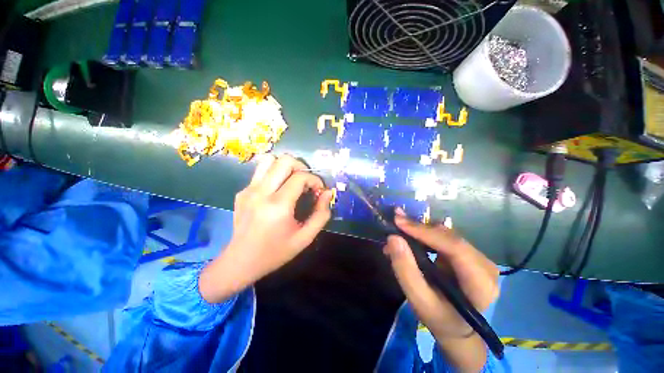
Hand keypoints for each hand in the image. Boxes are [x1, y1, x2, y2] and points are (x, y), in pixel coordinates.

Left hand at [199, 154, 333, 302]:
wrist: (241, 261)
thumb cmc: (276, 252)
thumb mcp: (305, 238)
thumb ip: (321, 214)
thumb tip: (327, 193)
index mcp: (278, 205)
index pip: (300, 177)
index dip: (315, 180)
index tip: (318, 190)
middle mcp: (261, 192)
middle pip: (284, 161)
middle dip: (301, 167)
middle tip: (306, 182)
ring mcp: (248, 190)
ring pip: (269, 160)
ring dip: (285, 167)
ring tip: (292, 181)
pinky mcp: (242, 192)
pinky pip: (261, 173)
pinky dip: (274, 175)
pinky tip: (277, 192)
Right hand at [383, 209, 498, 370]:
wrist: (458, 329)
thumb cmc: (440, 319)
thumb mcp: (419, 301)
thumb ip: (405, 270)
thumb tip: (393, 238)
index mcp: (481, 283)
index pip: (454, 248)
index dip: (425, 231)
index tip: (399, 222)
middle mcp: (485, 265)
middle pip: (449, 237)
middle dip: (419, 228)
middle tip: (395, 221)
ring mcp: (478, 258)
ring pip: (445, 234)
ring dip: (420, 230)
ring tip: (398, 230)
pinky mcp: (468, 254)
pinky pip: (444, 238)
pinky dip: (424, 235)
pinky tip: (409, 236)